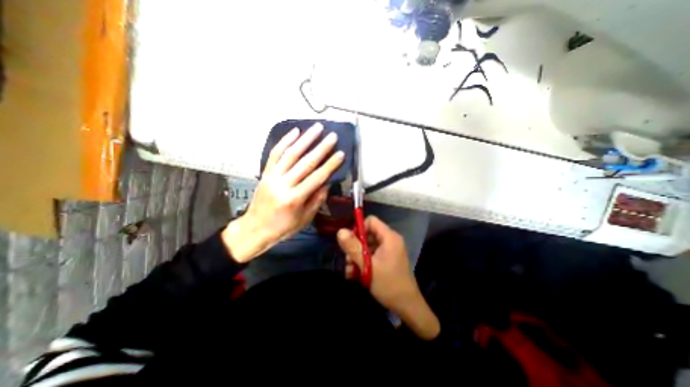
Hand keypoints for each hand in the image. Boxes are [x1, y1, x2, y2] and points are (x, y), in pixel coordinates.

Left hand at [223, 123, 343, 261]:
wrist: (255, 228)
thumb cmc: (283, 227)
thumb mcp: (305, 218)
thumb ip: (317, 199)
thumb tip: (328, 182)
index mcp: (295, 199)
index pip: (317, 178)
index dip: (330, 165)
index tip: (340, 153)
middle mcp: (283, 185)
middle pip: (305, 163)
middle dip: (321, 148)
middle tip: (332, 136)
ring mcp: (272, 176)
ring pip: (290, 154)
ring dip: (305, 139)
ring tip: (317, 128)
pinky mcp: (265, 173)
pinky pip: (274, 154)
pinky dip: (284, 141)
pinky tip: (294, 131)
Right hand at [338, 217, 437, 338]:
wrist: (406, 306)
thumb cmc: (388, 284)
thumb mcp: (367, 266)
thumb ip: (353, 248)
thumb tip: (340, 231)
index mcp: (389, 237)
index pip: (371, 221)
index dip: (359, 228)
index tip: (350, 242)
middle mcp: (390, 240)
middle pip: (368, 234)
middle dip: (355, 246)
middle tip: (348, 260)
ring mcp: (389, 250)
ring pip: (368, 246)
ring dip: (357, 256)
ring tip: (349, 270)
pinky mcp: (387, 259)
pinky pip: (372, 255)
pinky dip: (363, 262)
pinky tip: (355, 274)